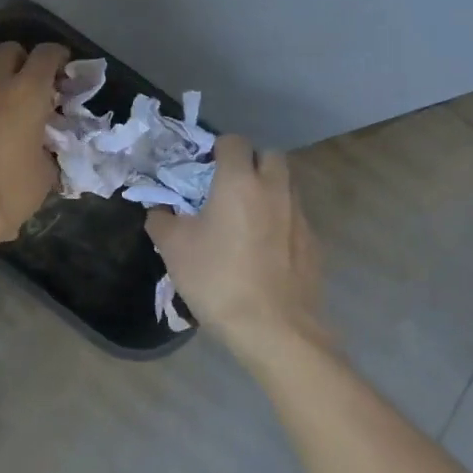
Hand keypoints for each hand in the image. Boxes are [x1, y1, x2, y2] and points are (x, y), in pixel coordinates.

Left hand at [0, 41, 69, 246]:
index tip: (64, 71)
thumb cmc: (7, 191)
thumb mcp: (44, 175)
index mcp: (26, 94)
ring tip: (4, 118)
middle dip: (23, 60)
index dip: (58, 56)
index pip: (46, 54)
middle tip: (32, 86)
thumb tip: (44, 149)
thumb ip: (48, 150)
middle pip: (8, 50)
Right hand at [145, 136, 325, 367]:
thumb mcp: (172, 248)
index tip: (203, 170)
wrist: (274, 330)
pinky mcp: (314, 243)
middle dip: (250, 163)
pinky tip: (264, 250)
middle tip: (228, 189)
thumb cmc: (217, 279)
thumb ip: (161, 219)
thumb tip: (158, 209)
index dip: (217, 150)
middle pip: (269, 156)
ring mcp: (300, 216)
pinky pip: (295, 217)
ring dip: (268, 191)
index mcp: (239, 181)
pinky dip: (281, 221)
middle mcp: (275, 189)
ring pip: (286, 186)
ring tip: (246, 220)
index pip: (233, 142)